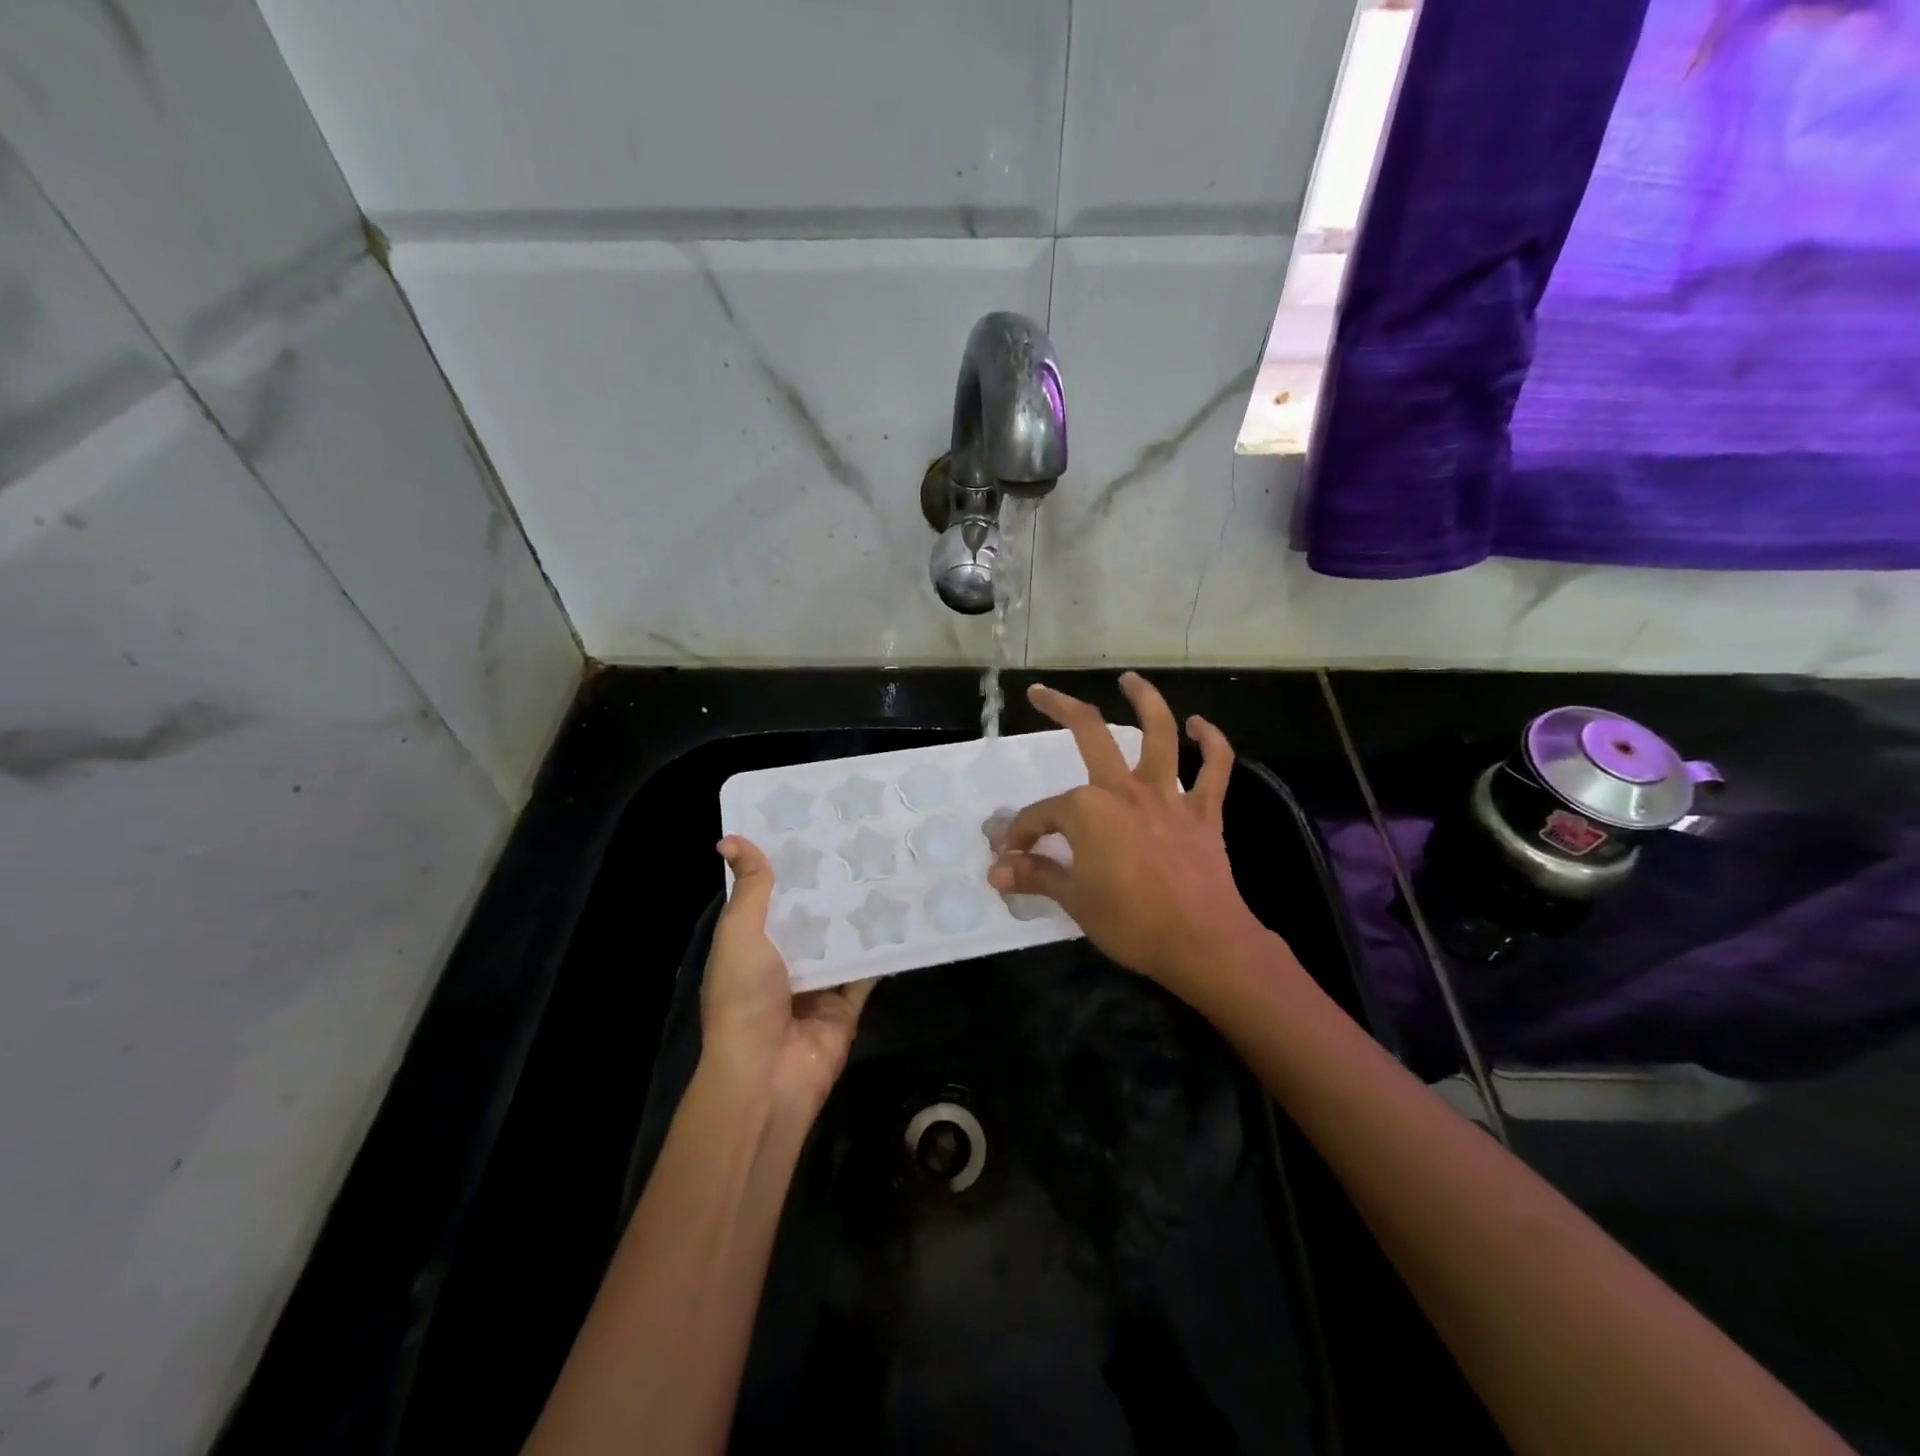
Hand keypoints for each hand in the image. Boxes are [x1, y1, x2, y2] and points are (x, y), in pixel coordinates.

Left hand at [701, 837, 873, 1117]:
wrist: (767, 1074)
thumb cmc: (745, 997)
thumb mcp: (740, 934)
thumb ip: (750, 889)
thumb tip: (731, 838)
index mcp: (752, 942)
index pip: (772, 894)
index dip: (789, 863)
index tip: (815, 824)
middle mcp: (785, 959)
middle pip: (812, 915)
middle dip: (832, 884)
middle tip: (862, 839)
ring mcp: (818, 982)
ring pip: (842, 939)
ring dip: (860, 912)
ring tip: (889, 867)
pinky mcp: (847, 1003)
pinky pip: (869, 970)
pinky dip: (885, 949)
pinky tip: (906, 915)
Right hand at [987, 673, 1266, 997]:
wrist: (1203, 943)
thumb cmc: (1131, 923)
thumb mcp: (1074, 900)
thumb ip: (1035, 875)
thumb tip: (996, 870)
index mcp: (1087, 810)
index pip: (1041, 815)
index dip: (1020, 834)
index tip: (1010, 856)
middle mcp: (1124, 790)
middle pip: (1091, 734)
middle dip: (1060, 707)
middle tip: (1041, 692)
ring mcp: (1167, 796)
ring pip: (1158, 734)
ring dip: (1144, 700)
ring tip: (1130, 679)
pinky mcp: (1203, 811)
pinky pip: (1214, 768)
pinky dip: (1211, 742)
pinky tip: (1199, 724)